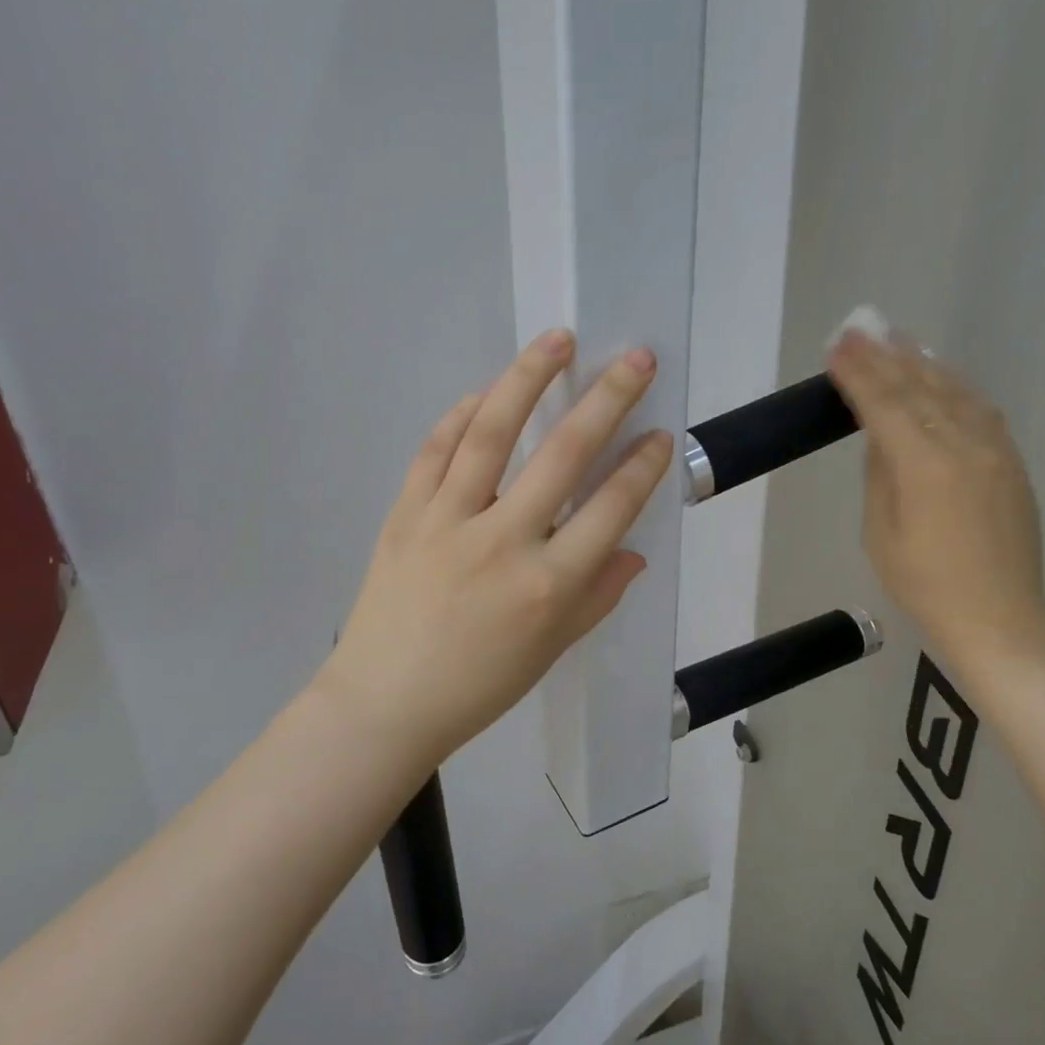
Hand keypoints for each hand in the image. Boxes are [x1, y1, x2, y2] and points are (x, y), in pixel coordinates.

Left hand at [317, 329, 674, 765]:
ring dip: (528, 379)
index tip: (660, 433)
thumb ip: (597, 596)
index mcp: (548, 585)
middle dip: (607, 399)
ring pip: (493, 433)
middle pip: (564, 454)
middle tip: (634, 358)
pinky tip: (486, 391)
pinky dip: (463, 414)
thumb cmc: (478, 686)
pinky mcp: (405, 514)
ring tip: (558, 340)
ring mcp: (448, 521)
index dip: (642, 466)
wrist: (384, 704)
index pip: (610, 508)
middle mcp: (504, 542)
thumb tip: (631, 551)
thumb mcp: (551, 650)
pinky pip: (436, 451)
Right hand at [827, 325, 1044, 666]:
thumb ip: (881, 474)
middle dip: (885, 356)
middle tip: (860, 327)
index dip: (859, 373)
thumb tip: (881, 436)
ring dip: (923, 362)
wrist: (999, 618)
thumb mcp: (881, 532)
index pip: (885, 405)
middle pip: (920, 388)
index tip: (837, 344)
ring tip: (898, 339)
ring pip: (955, 392)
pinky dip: (955, 386)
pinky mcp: (1012, 463)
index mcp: (926, 466)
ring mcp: (995, 451)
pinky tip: (942, 375)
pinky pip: (980, 410)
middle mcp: (965, 446)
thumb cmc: (925, 585)